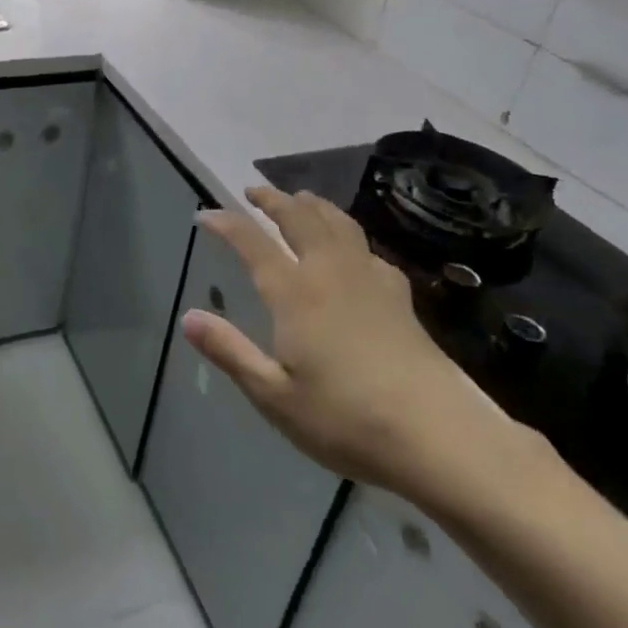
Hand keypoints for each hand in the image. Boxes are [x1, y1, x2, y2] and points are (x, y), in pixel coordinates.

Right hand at [184, 186, 516, 498]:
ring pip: (338, 224)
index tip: (205, 214)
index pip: (252, 243)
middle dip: (273, 199)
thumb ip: (230, 352)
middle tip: (253, 190)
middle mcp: (330, 274)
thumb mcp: (274, 396)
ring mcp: (370, 282)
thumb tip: (188, 318)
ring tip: (300, 198)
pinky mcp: (400, 298)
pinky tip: (354, 249)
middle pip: (300, 219)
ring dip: (313, 205)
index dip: (226, 224)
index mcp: (295, 294)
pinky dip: (350, 235)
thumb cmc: (346, 420)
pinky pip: (369, 249)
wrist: (439, 437)